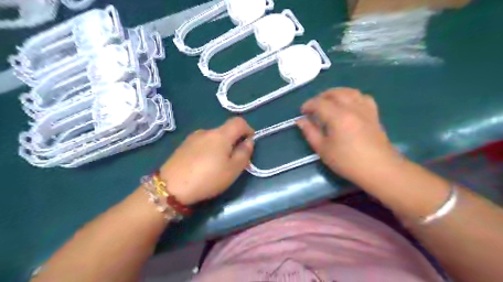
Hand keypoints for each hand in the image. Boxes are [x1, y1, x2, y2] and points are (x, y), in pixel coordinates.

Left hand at [160, 116, 255, 204]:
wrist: (170, 187)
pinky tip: (203, 164)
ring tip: (217, 164)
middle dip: (234, 141)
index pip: (238, 122)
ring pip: (213, 137)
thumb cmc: (207, 178)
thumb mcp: (233, 170)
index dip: (248, 129)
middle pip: (225, 130)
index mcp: (220, 135)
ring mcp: (193, 137)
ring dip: (220, 146)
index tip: (249, 143)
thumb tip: (249, 141)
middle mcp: (206, 131)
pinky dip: (209, 149)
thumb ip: (244, 153)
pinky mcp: (183, 145)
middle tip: (234, 159)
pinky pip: (202, 143)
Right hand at [298, 87, 401, 181]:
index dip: (308, 105)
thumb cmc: (347, 161)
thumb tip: (300, 121)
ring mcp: (365, 109)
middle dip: (321, 97)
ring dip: (337, 93)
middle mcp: (352, 108)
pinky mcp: (374, 114)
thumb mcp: (323, 149)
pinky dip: (353, 97)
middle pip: (335, 93)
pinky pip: (363, 97)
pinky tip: (349, 105)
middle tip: (313, 107)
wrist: (379, 169)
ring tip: (329, 102)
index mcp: (338, 116)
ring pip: (350, 92)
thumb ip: (310, 132)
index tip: (302, 112)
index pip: (319, 103)